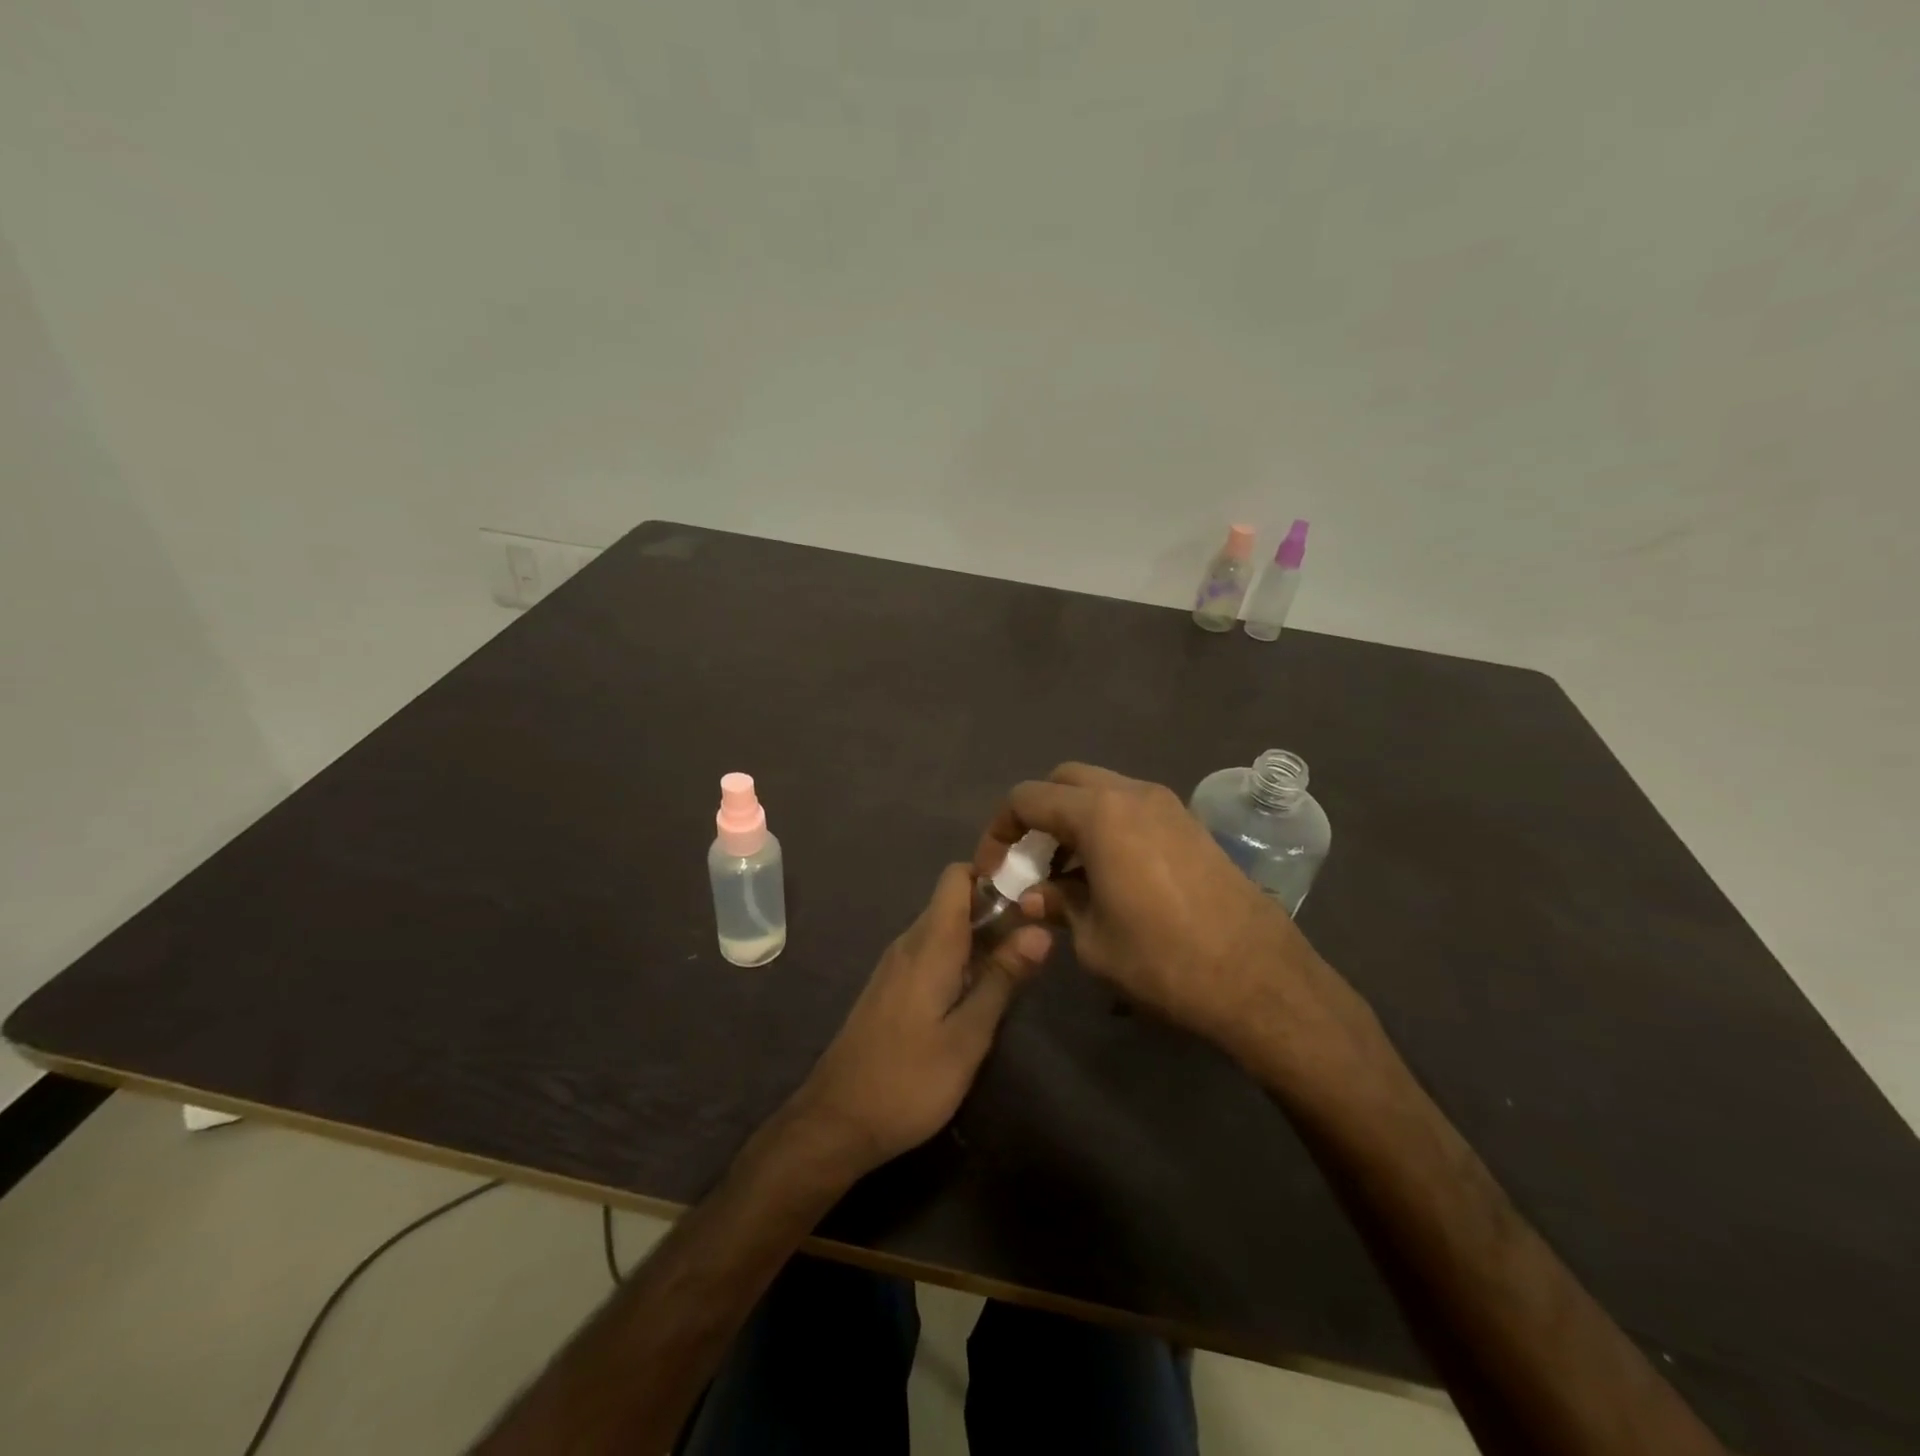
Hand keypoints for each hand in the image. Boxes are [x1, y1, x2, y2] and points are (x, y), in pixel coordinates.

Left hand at [788, 864, 1050, 1177]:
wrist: (836, 1122)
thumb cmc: (908, 1080)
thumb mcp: (967, 1036)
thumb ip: (1002, 979)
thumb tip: (1040, 930)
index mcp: (930, 944)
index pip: (957, 877)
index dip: (993, 875)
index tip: (1030, 897)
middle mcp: (910, 943)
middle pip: (954, 902)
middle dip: (996, 910)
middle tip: (1037, 940)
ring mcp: (896, 966)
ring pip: (944, 930)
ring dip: (980, 938)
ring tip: (1018, 967)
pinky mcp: (891, 989)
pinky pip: (931, 954)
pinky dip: (960, 960)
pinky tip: (979, 993)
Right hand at [976, 763, 1322, 1054]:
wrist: (1259, 979)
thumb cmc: (1163, 960)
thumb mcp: (1093, 940)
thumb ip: (1057, 905)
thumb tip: (1034, 896)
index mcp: (1100, 814)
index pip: (1028, 798)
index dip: (1000, 830)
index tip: (995, 869)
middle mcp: (1133, 795)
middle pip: (1066, 781)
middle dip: (1039, 814)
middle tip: (1032, 861)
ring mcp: (1168, 806)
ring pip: (1102, 792)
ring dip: (1075, 821)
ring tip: (1068, 875)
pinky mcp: (1191, 826)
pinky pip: (1133, 810)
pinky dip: (1108, 828)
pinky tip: (1109, 877)